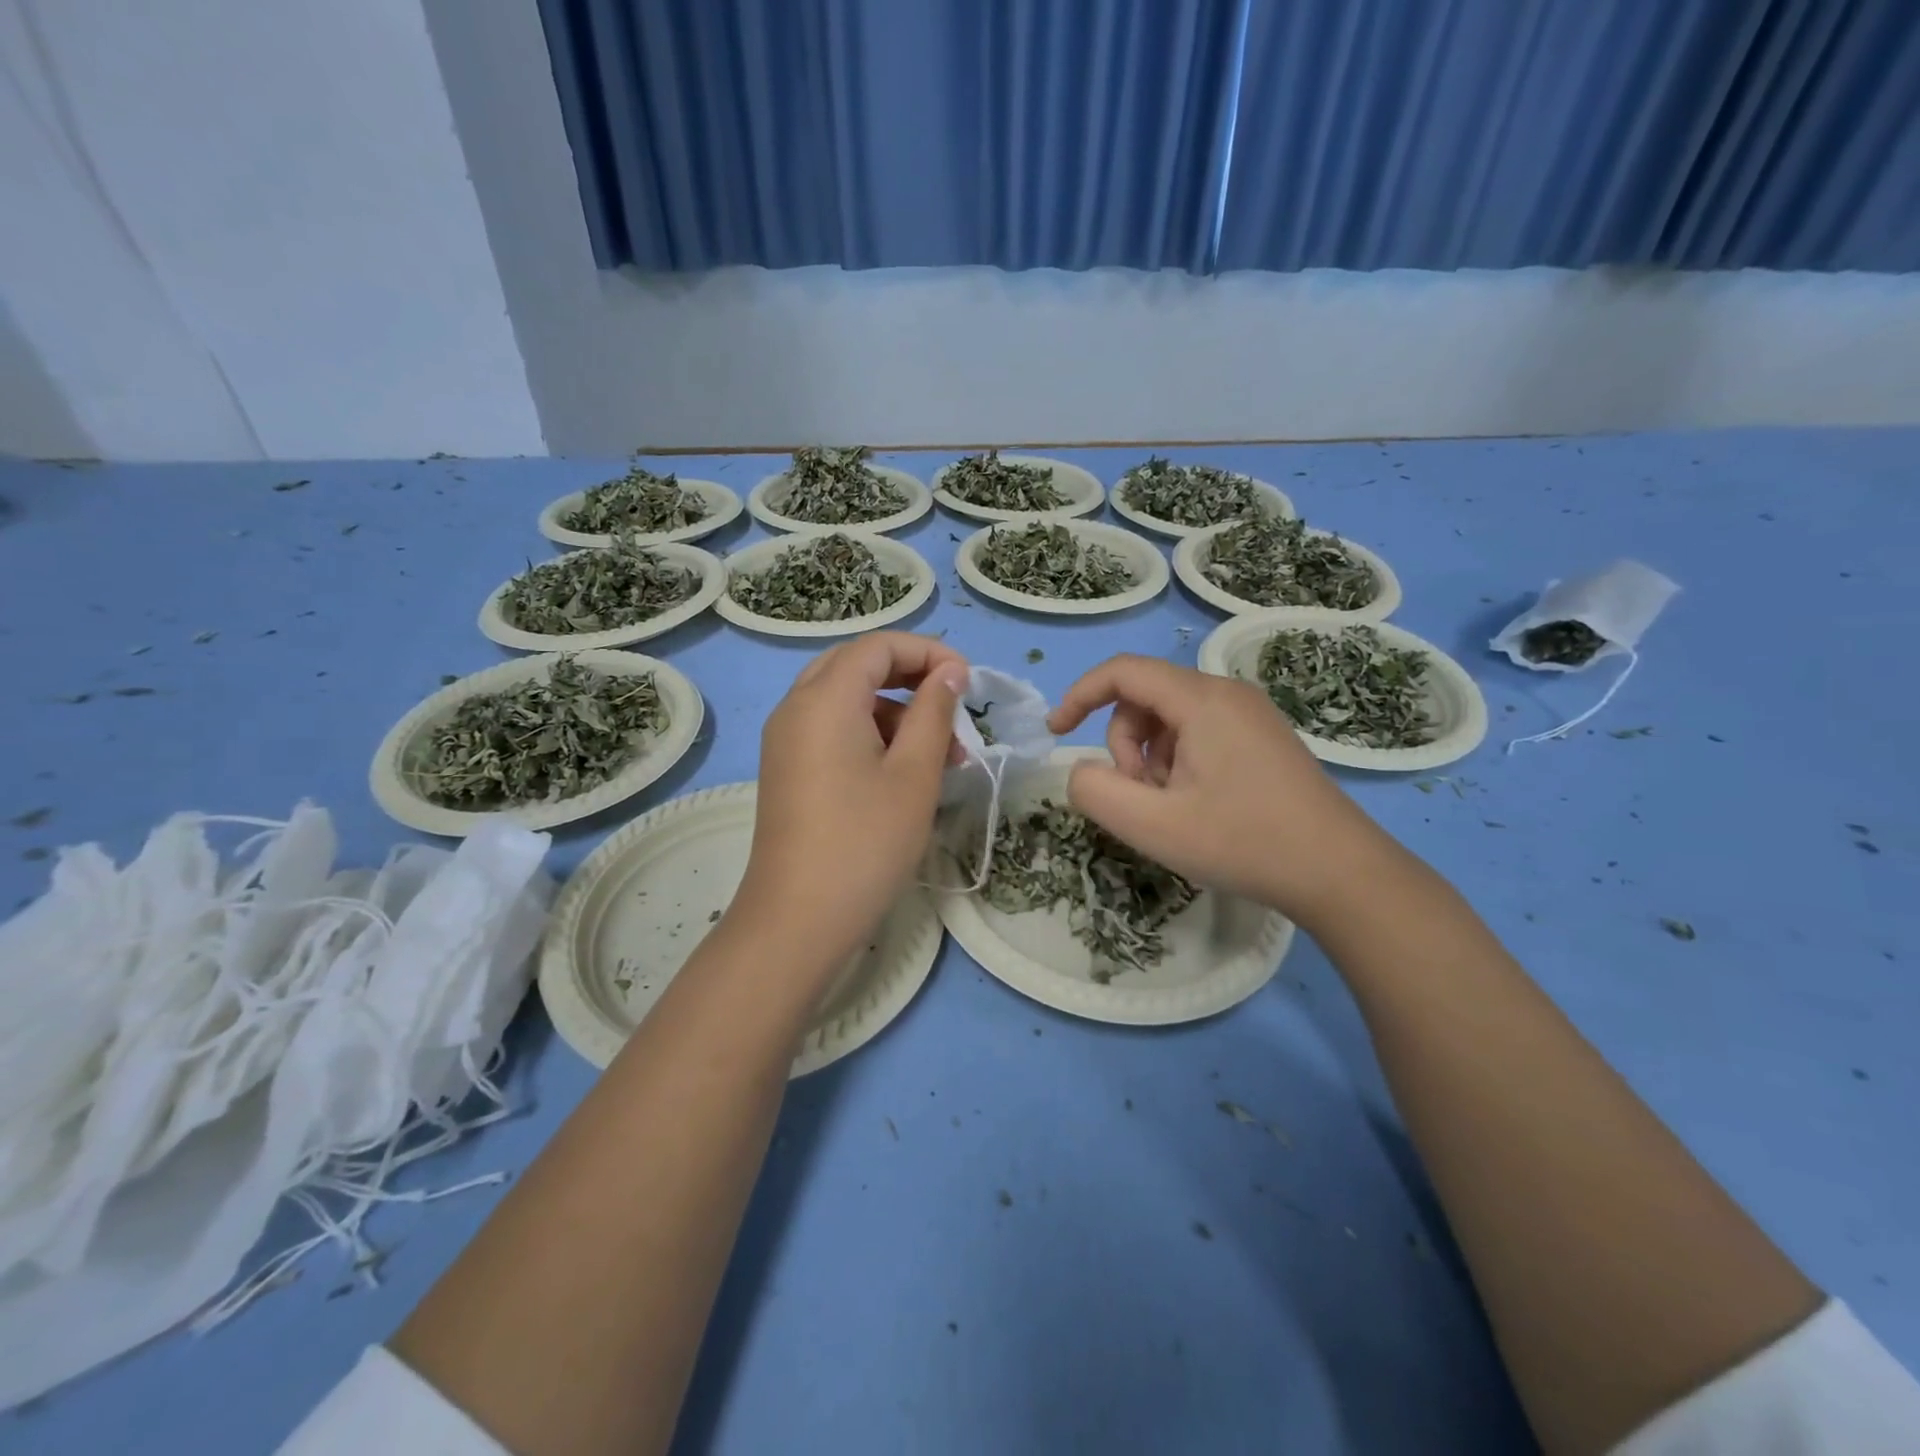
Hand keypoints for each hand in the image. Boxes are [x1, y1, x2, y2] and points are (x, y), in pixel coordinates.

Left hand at [735, 633, 967, 972]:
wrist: (798, 919)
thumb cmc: (866, 842)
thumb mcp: (914, 773)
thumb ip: (934, 711)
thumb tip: (949, 672)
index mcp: (825, 698)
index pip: (879, 645)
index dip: (928, 652)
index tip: (968, 682)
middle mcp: (796, 706)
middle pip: (857, 665)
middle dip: (910, 678)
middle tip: (952, 708)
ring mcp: (785, 738)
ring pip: (845, 698)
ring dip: (895, 712)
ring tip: (942, 755)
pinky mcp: (787, 767)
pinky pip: (831, 727)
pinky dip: (870, 733)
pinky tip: (904, 771)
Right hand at [1047, 655, 1398, 926]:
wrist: (1340, 872)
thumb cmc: (1243, 842)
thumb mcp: (1153, 826)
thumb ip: (1095, 791)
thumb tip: (1082, 771)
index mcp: (1201, 700)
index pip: (1122, 672)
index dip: (1079, 696)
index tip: (1056, 733)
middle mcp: (1227, 693)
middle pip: (1145, 698)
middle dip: (1124, 745)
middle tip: (1139, 797)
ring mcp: (1250, 714)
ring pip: (1171, 718)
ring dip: (1150, 759)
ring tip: (1171, 808)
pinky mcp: (1262, 737)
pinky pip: (1199, 732)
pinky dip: (1178, 762)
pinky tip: (1197, 805)